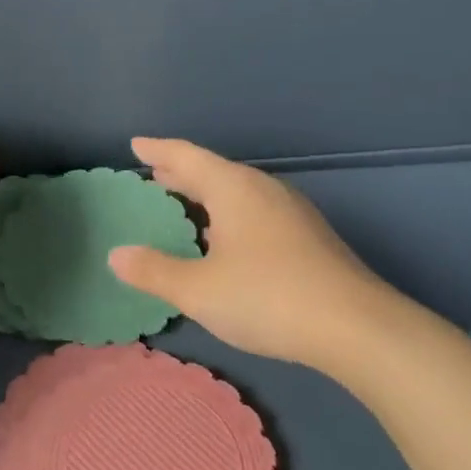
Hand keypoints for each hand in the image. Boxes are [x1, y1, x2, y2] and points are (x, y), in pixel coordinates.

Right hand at [107, 136, 400, 371]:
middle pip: (214, 171)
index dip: (158, 150)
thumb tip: (116, 255)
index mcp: (234, 188)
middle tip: (154, 172)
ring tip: (184, 202)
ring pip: (237, 191)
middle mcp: (263, 189)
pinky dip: (228, 213)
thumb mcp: (199, 289)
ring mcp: (290, 211)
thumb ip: (155, 270)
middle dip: (181, 171)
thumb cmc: (267, 297)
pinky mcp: (307, 235)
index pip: (187, 157)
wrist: (354, 326)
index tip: (136, 144)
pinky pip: (254, 210)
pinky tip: (225, 238)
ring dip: (207, 194)